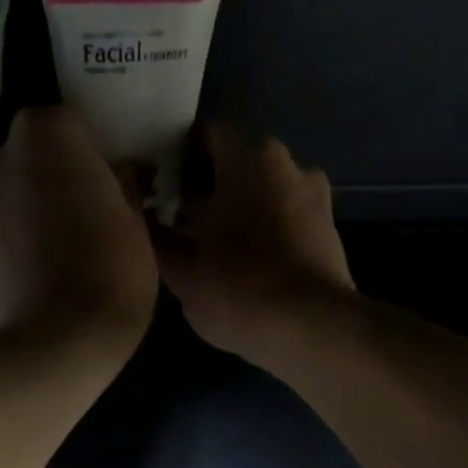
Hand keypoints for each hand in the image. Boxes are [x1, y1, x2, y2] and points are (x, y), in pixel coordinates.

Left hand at [0, 106, 157, 346]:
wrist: (55, 346)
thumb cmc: (109, 275)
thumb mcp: (136, 224)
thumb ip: (121, 184)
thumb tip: (114, 174)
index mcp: (44, 135)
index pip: (67, 122)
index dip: (89, 151)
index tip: (105, 179)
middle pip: (29, 154)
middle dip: (51, 175)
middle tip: (82, 211)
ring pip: (8, 192)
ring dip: (28, 207)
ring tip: (57, 248)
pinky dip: (12, 240)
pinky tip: (36, 270)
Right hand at [156, 125, 355, 364]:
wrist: (311, 331)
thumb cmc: (238, 291)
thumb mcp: (183, 272)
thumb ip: (157, 241)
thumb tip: (138, 221)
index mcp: (249, 159)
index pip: (204, 136)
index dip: (175, 158)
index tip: (155, 184)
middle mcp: (288, 164)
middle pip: (236, 166)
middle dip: (206, 190)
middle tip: (175, 222)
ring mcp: (315, 198)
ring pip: (263, 194)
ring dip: (236, 213)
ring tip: (208, 249)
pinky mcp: (329, 233)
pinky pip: (285, 220)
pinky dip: (263, 233)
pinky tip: (243, 265)